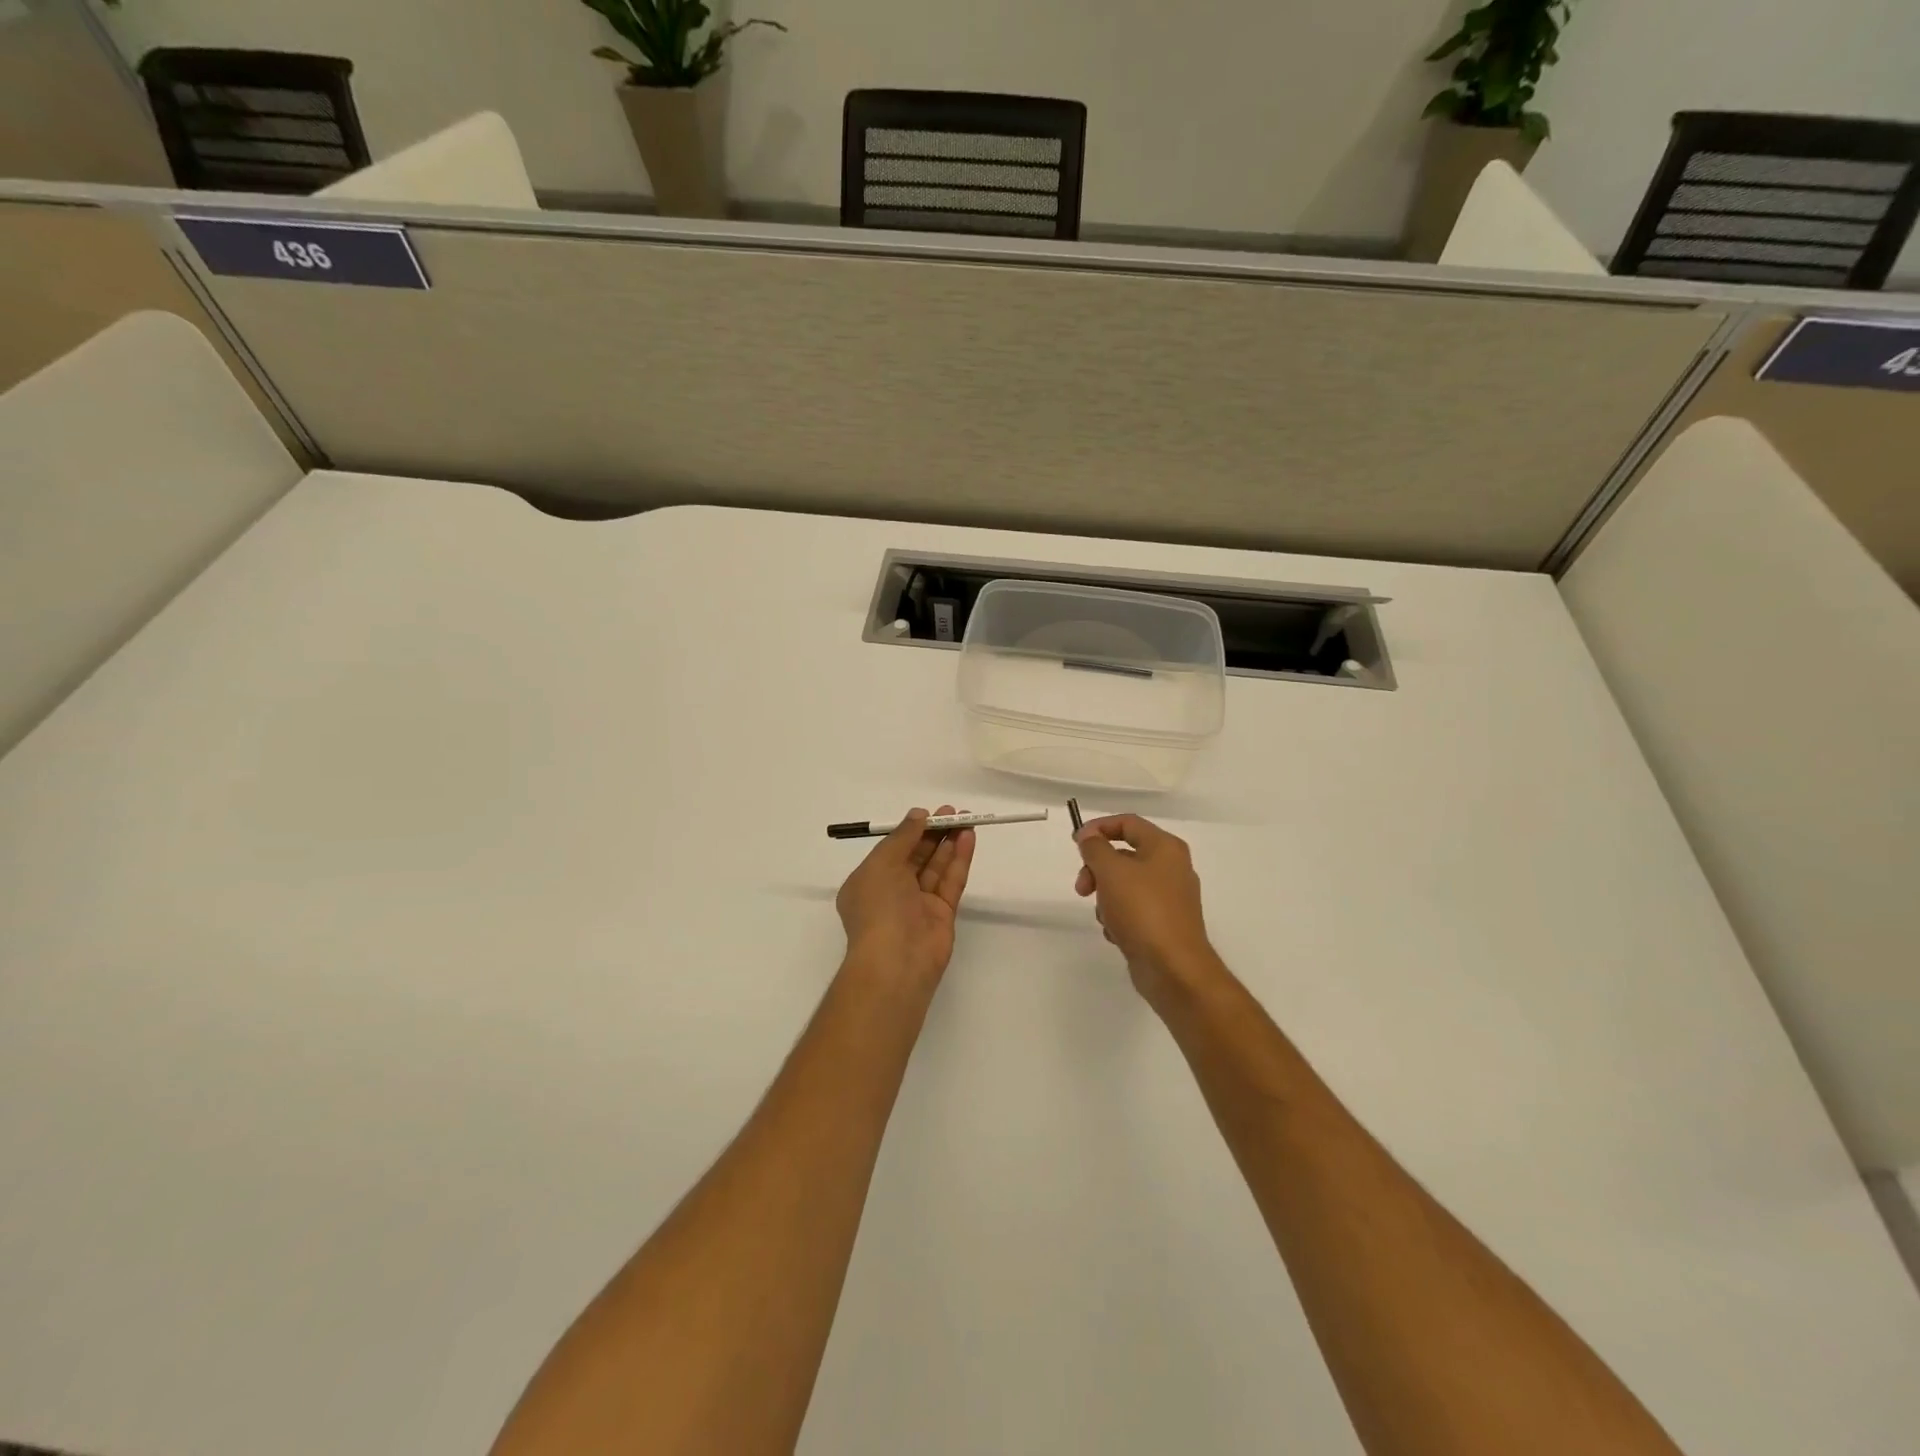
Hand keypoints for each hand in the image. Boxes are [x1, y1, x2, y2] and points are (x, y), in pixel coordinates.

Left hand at [836, 805, 975, 988]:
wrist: (896, 961)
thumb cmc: (878, 907)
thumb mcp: (882, 863)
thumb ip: (902, 837)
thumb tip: (917, 815)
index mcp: (868, 882)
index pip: (891, 850)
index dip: (910, 831)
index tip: (928, 813)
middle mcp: (892, 892)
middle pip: (916, 856)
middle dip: (933, 833)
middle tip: (953, 812)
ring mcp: (918, 904)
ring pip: (936, 867)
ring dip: (949, 843)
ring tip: (966, 819)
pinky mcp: (942, 914)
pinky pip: (951, 881)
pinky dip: (959, 860)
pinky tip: (968, 838)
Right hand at [1074, 815, 1219, 1004]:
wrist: (1173, 968)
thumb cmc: (1142, 910)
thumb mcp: (1111, 871)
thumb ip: (1095, 848)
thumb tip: (1089, 836)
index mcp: (1165, 847)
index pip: (1127, 823)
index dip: (1098, 827)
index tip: (1075, 843)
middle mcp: (1172, 868)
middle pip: (1124, 855)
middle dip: (1097, 870)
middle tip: (1082, 888)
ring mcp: (1170, 898)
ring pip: (1125, 885)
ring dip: (1106, 898)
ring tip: (1106, 917)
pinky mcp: (1164, 923)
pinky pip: (1133, 910)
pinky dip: (1119, 918)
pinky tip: (1117, 934)